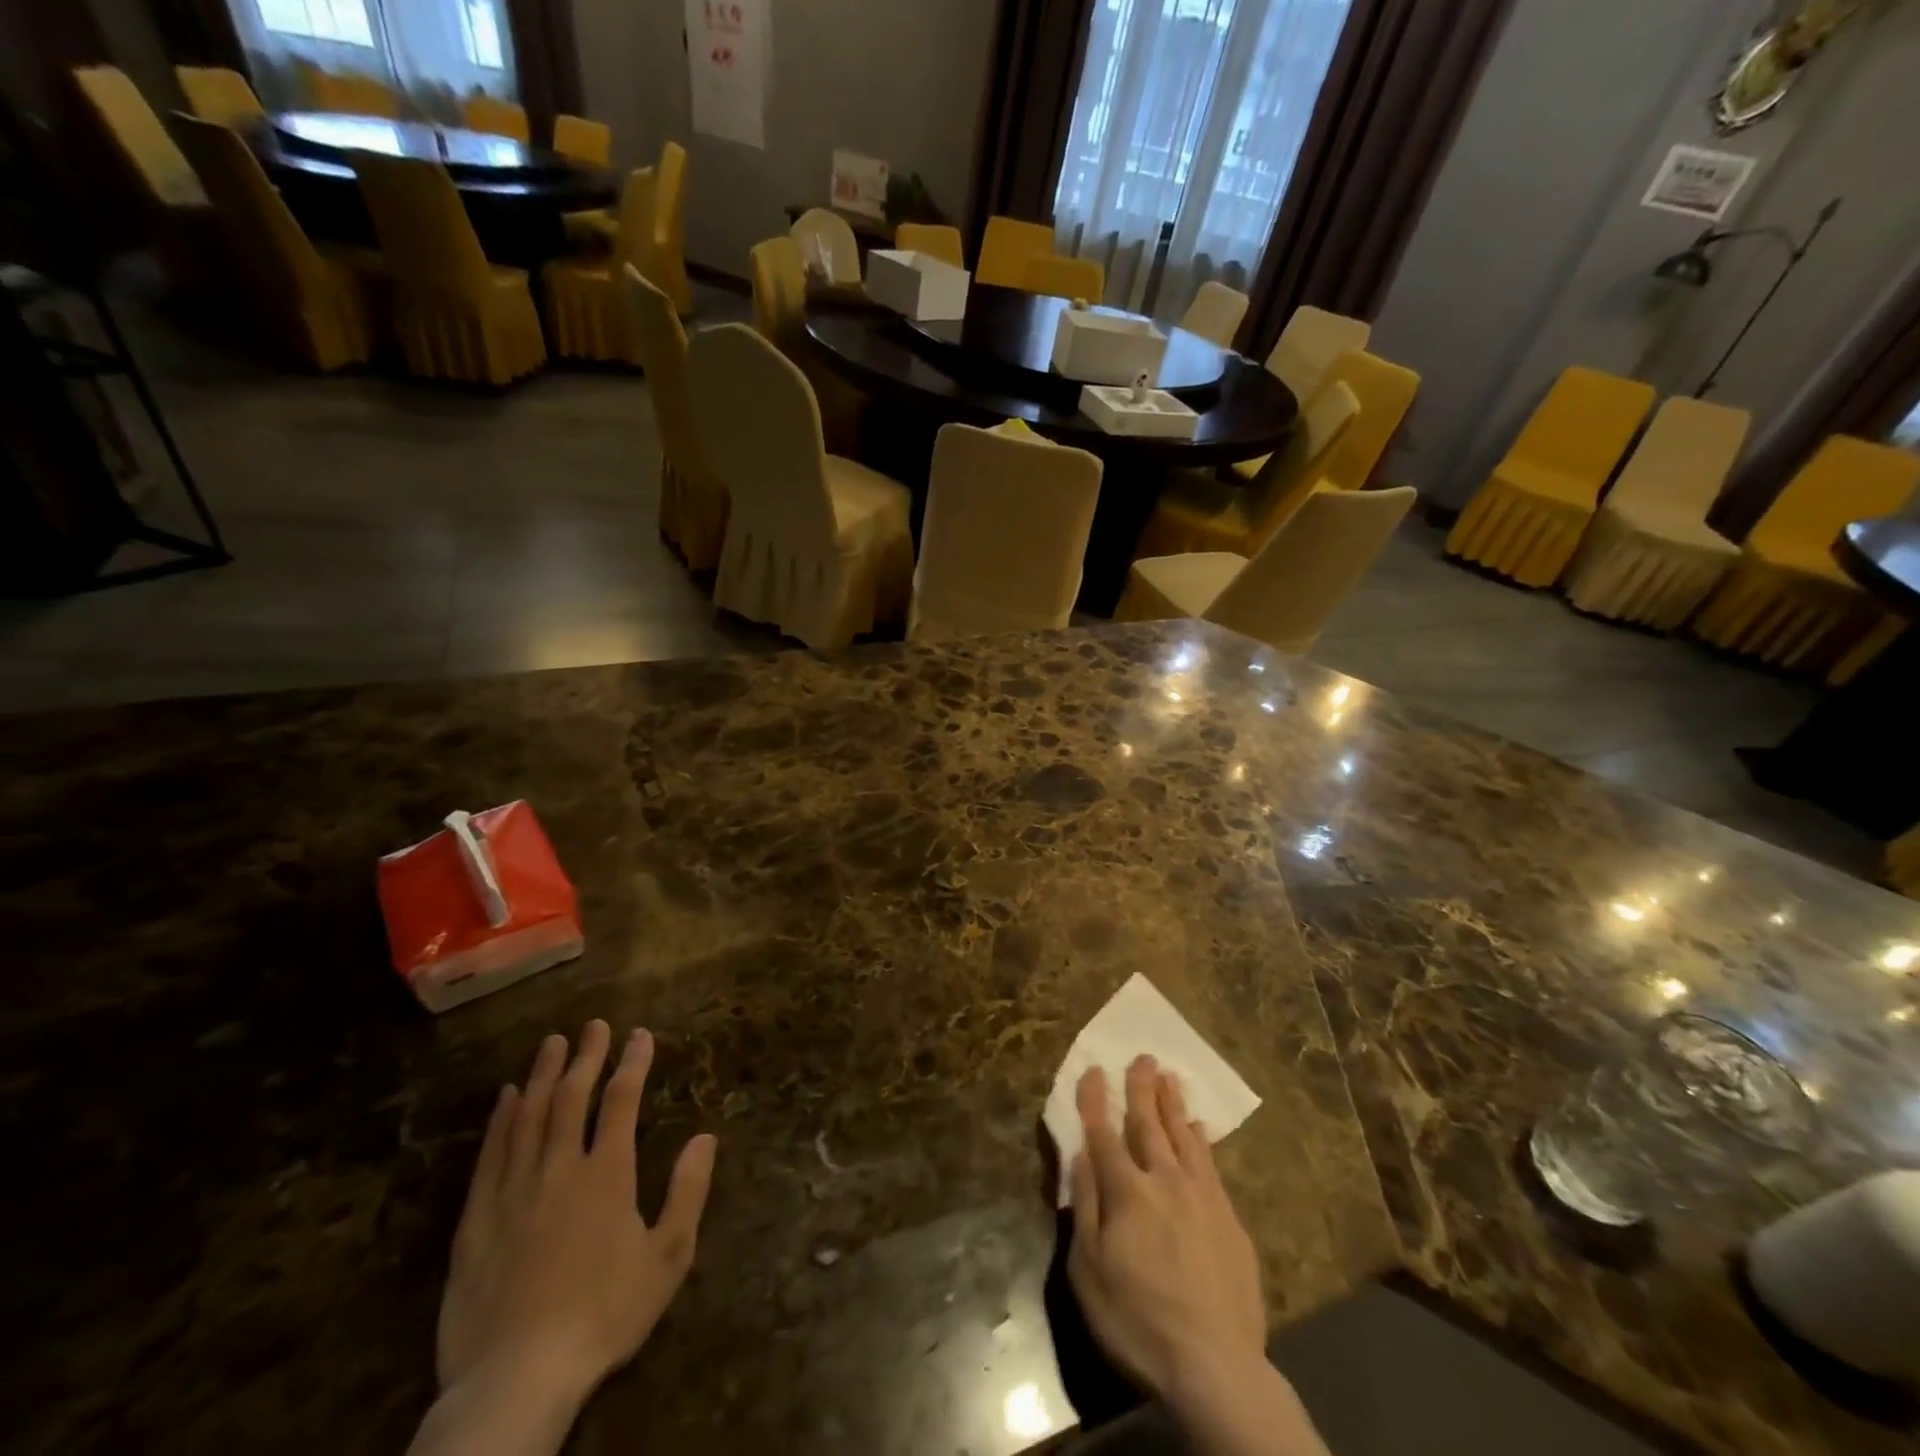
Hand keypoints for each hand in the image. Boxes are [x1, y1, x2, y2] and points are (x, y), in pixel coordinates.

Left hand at [436, 1021, 716, 1410]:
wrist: (516, 1380)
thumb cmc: (604, 1316)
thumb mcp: (667, 1258)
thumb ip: (688, 1192)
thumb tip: (706, 1136)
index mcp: (607, 1175)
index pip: (621, 1101)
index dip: (632, 1062)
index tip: (639, 1034)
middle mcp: (559, 1169)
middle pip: (571, 1097)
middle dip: (586, 1056)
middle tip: (594, 1024)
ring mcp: (513, 1192)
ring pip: (528, 1116)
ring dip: (542, 1075)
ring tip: (552, 1043)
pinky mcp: (476, 1220)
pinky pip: (490, 1155)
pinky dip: (500, 1119)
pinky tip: (506, 1097)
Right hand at [1067, 1056, 1266, 1409]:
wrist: (1216, 1366)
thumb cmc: (1138, 1321)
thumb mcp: (1089, 1271)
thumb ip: (1085, 1207)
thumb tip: (1080, 1156)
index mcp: (1126, 1192)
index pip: (1104, 1133)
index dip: (1095, 1100)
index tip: (1093, 1069)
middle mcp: (1164, 1181)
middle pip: (1149, 1124)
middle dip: (1141, 1088)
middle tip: (1142, 1057)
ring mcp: (1202, 1197)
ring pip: (1184, 1136)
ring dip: (1174, 1104)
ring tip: (1169, 1077)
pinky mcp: (1229, 1218)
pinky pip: (1211, 1164)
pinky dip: (1202, 1140)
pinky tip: (1200, 1128)